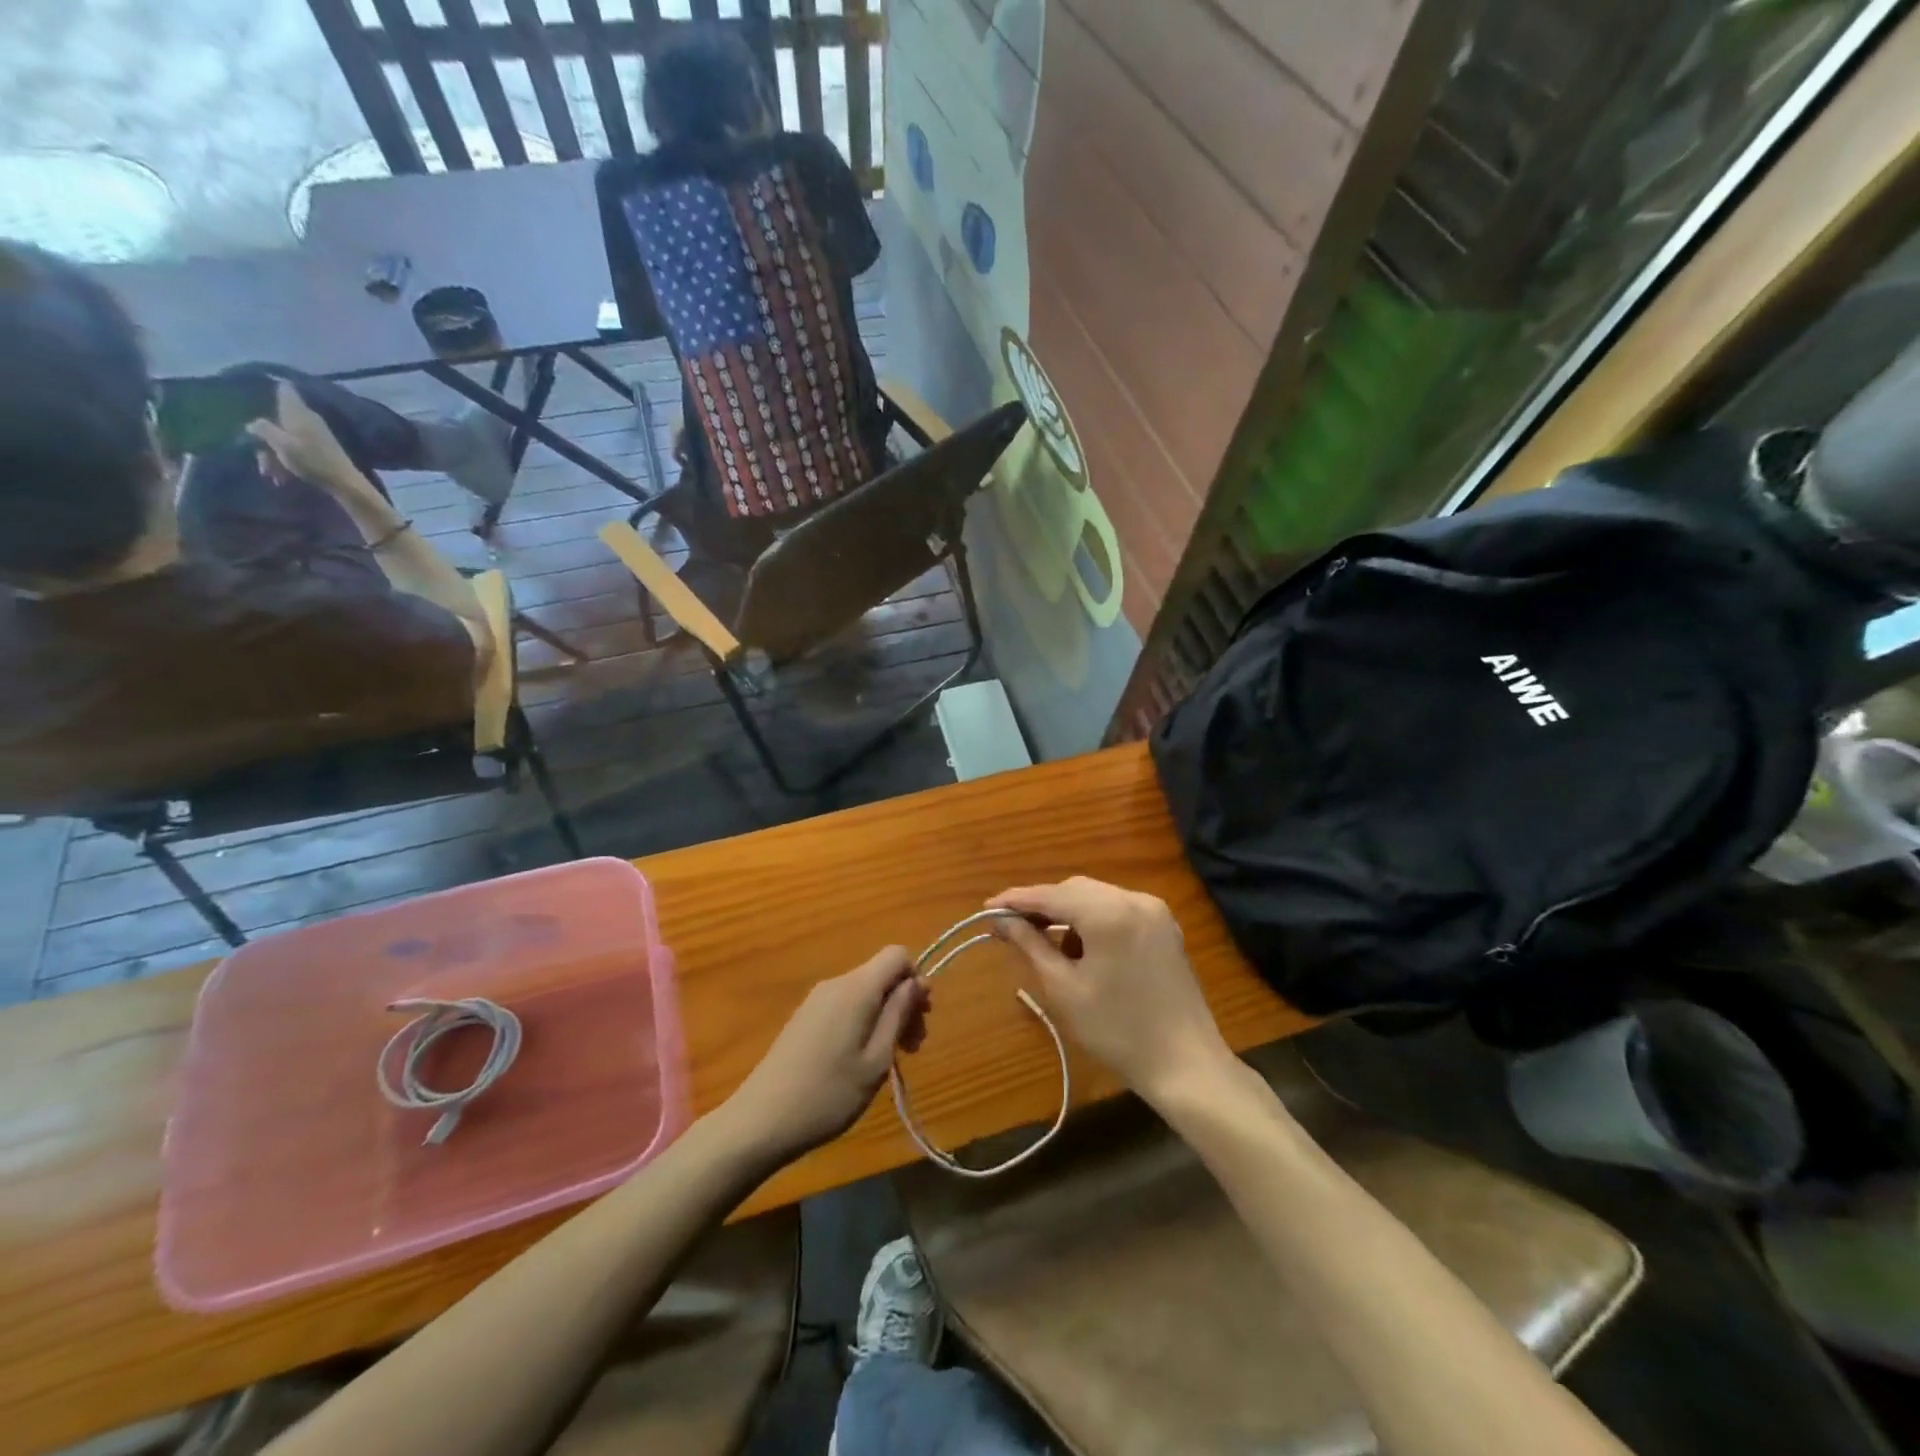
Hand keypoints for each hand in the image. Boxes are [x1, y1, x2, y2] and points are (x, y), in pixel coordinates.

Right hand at [246, 382, 375, 503]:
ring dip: (274, 455)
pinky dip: (288, 461)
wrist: (345, 483)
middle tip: (262, 460)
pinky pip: (297, 450)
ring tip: (273, 475)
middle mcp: (307, 419)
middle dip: (265, 438)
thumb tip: (253, 423)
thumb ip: (263, 429)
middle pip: (278, 419)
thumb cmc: (312, 461)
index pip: (285, 389)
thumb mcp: (281, 444)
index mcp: (298, 412)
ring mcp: (315, 434)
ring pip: (285, 437)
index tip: (260, 392)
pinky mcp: (321, 449)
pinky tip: (283, 478)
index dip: (273, 387)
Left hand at [719, 947, 929, 1162]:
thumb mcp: (877, 1060)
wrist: (761, 1121)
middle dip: (904, 1003)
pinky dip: (863, 1023)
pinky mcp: (804, 1018)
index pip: (897, 955)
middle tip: (912, 1048)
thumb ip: (898, 1015)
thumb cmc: (828, 1094)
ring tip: (888, 1060)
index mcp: (857, 988)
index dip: (916, 979)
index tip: (920, 1017)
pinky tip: (859, 1061)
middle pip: (882, 975)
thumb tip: (917, 982)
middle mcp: (836, 984)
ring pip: (865, 992)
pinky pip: (846, 1005)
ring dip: (885, 1017)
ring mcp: (816, 1000)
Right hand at [989, 877, 1232, 1104]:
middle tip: (1010, 928)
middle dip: (1042, 906)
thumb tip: (1001, 920)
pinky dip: (1094, 921)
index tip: (987, 909)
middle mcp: (1134, 899)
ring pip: (1097, 898)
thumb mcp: (1064, 988)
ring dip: (1068, 913)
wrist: (1186, 1064)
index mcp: (1109, 912)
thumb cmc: (1117, 1030)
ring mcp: (1155, 911)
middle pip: (1075, 890)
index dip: (1016, 900)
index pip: (1051, 895)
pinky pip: (1118, 910)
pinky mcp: (1165, 928)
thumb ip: (1031, 945)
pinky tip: (1081, 948)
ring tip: (1044, 943)